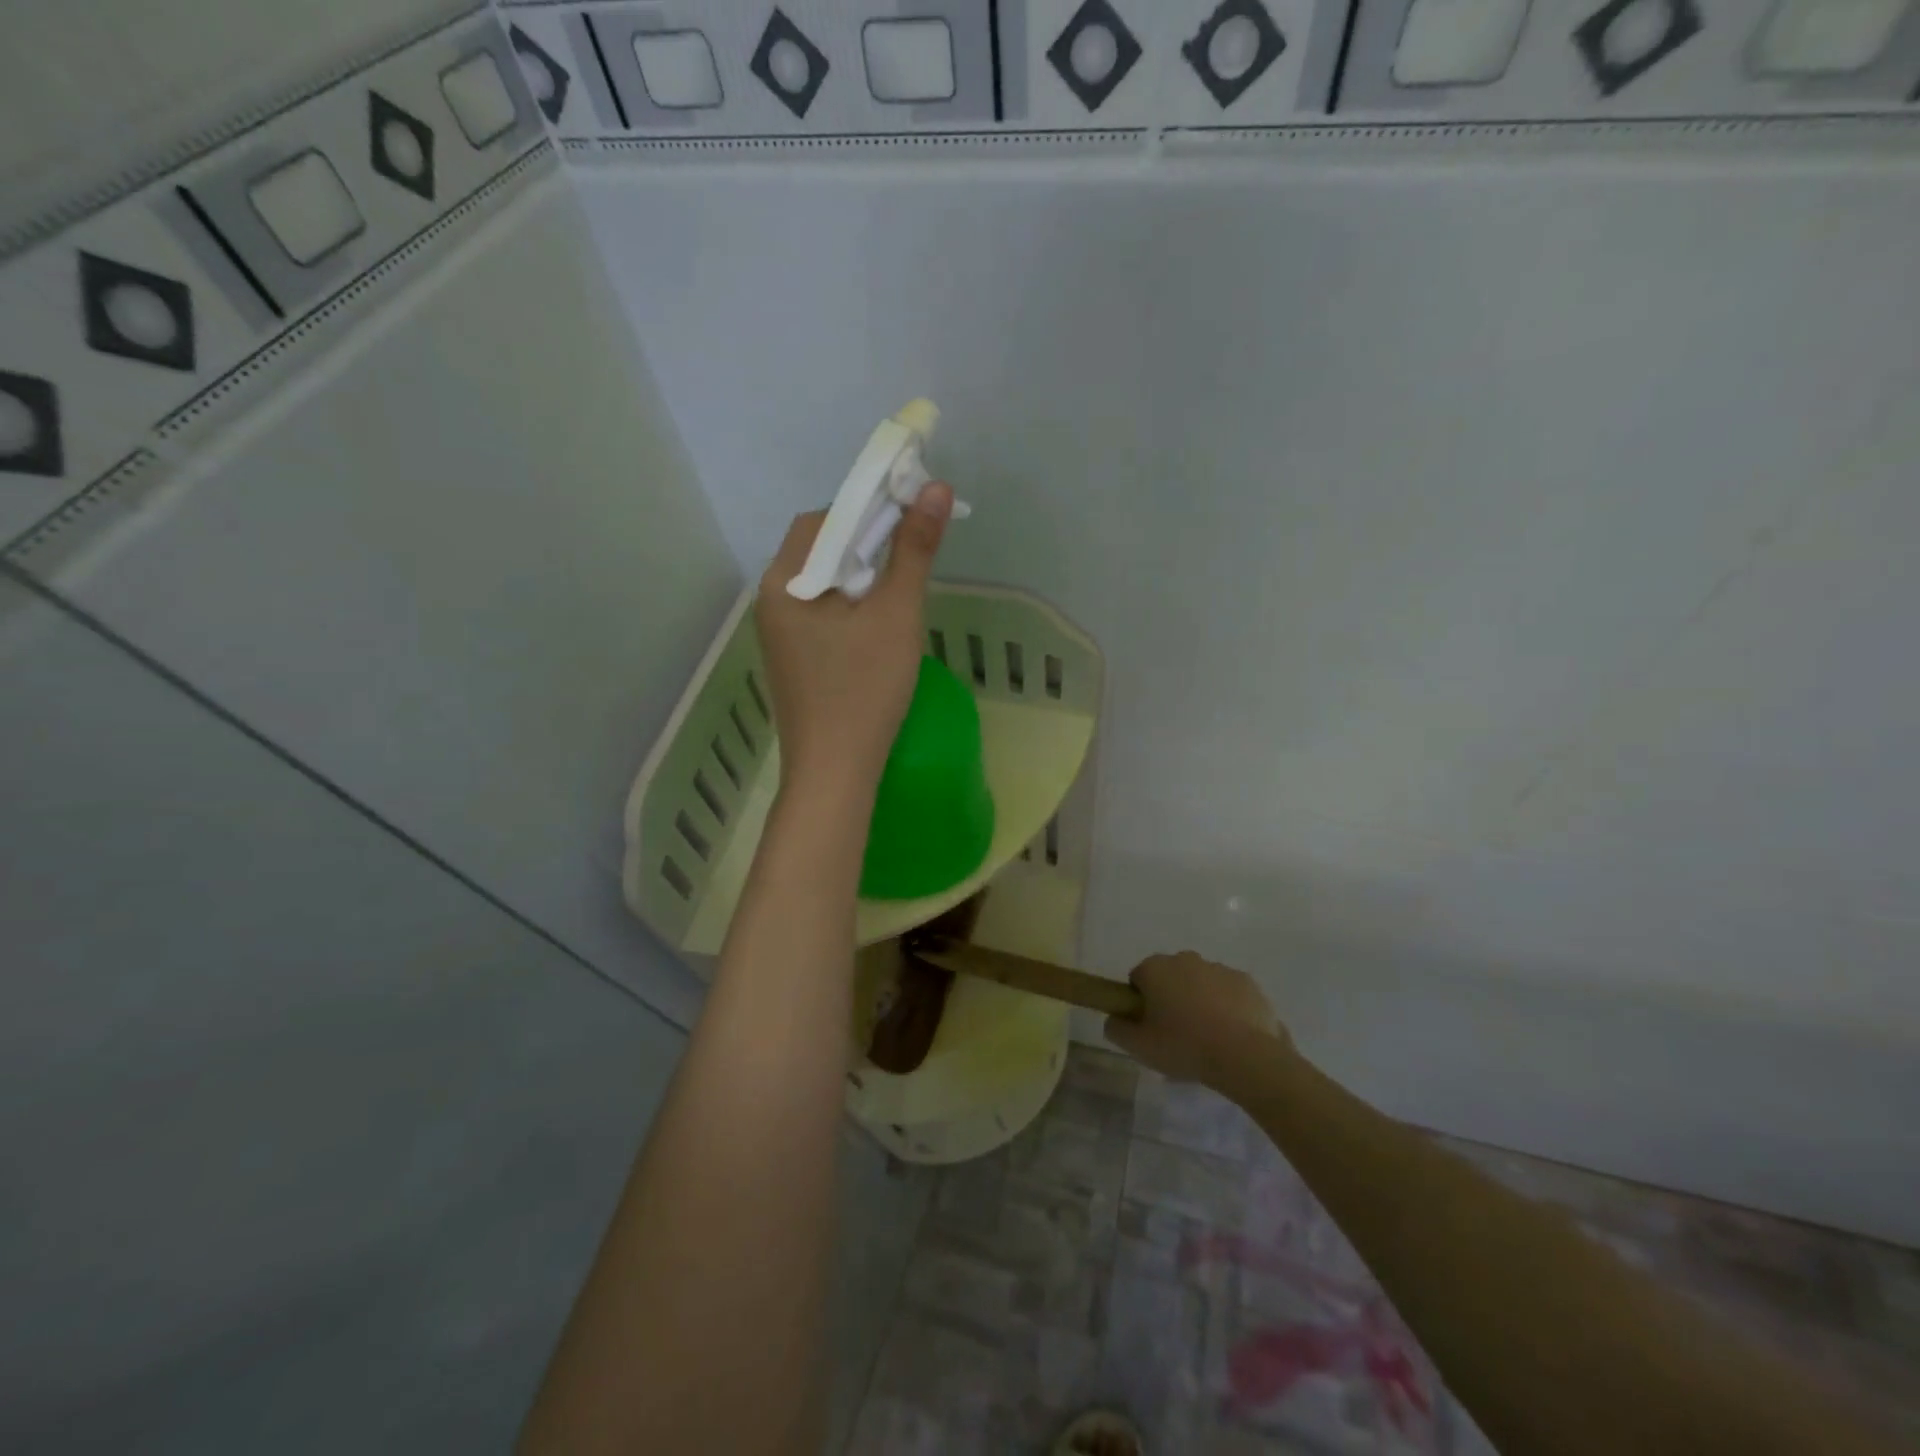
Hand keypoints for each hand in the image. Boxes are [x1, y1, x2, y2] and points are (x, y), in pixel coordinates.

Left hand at [756, 483, 953, 798]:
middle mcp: (771, 602)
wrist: (834, 772)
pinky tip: (877, 627)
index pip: (823, 520)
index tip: (910, 516)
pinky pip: (821, 614)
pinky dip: (850, 607)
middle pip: (820, 550)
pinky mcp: (793, 659)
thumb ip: (914, 549)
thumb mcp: (896, 615)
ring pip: (823, 584)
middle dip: (866, 544)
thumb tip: (936, 488)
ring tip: (899, 592)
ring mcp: (778, 634)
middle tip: (910, 556)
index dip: (867, 509)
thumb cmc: (864, 690)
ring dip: (860, 576)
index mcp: (784, 583)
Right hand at [1105, 951, 1288, 1087]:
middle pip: (1170, 977)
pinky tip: (1231, 1035)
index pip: (1138, 978)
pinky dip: (1227, 1007)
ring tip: (1207, 1038)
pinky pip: (1229, 993)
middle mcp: (1186, 959)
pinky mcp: (1247, 982)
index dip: (1140, 1003)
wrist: (1244, 1056)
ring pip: (1201, 983)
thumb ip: (1116, 1028)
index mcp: (1156, 968)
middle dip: (1171, 998)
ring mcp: (1219, 968)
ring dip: (1199, 1001)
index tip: (1149, 1026)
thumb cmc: (1184, 1046)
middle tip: (1176, 1034)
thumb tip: (1114, 1019)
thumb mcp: (1138, 1046)